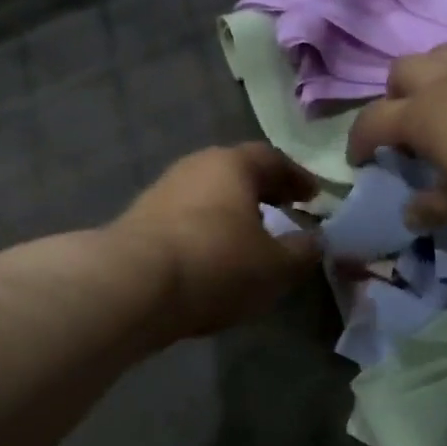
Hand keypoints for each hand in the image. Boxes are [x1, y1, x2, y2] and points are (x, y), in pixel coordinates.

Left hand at [112, 143, 323, 338]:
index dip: (297, 178)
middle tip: (285, 210)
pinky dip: (207, 231)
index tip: (314, 197)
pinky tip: (213, 256)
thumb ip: (302, 252)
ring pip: (208, 196)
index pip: (272, 159)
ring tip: (250, 238)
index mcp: (232, 165)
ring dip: (232, 212)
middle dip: (263, 191)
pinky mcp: (139, 221)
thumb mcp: (275, 266)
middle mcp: (195, 167)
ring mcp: (162, 192)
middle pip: (236, 173)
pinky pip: (186, 219)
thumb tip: (315, 241)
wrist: (132, 286)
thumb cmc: (216, 264)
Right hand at [348, 45, 446, 228]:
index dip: (358, 141)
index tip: (360, 162)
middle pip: (401, 70)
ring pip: (438, 53)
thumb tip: (410, 214)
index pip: (371, 121)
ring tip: (441, 103)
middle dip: (393, 95)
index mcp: (419, 116)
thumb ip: (430, 208)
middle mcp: (442, 83)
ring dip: (429, 75)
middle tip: (405, 126)